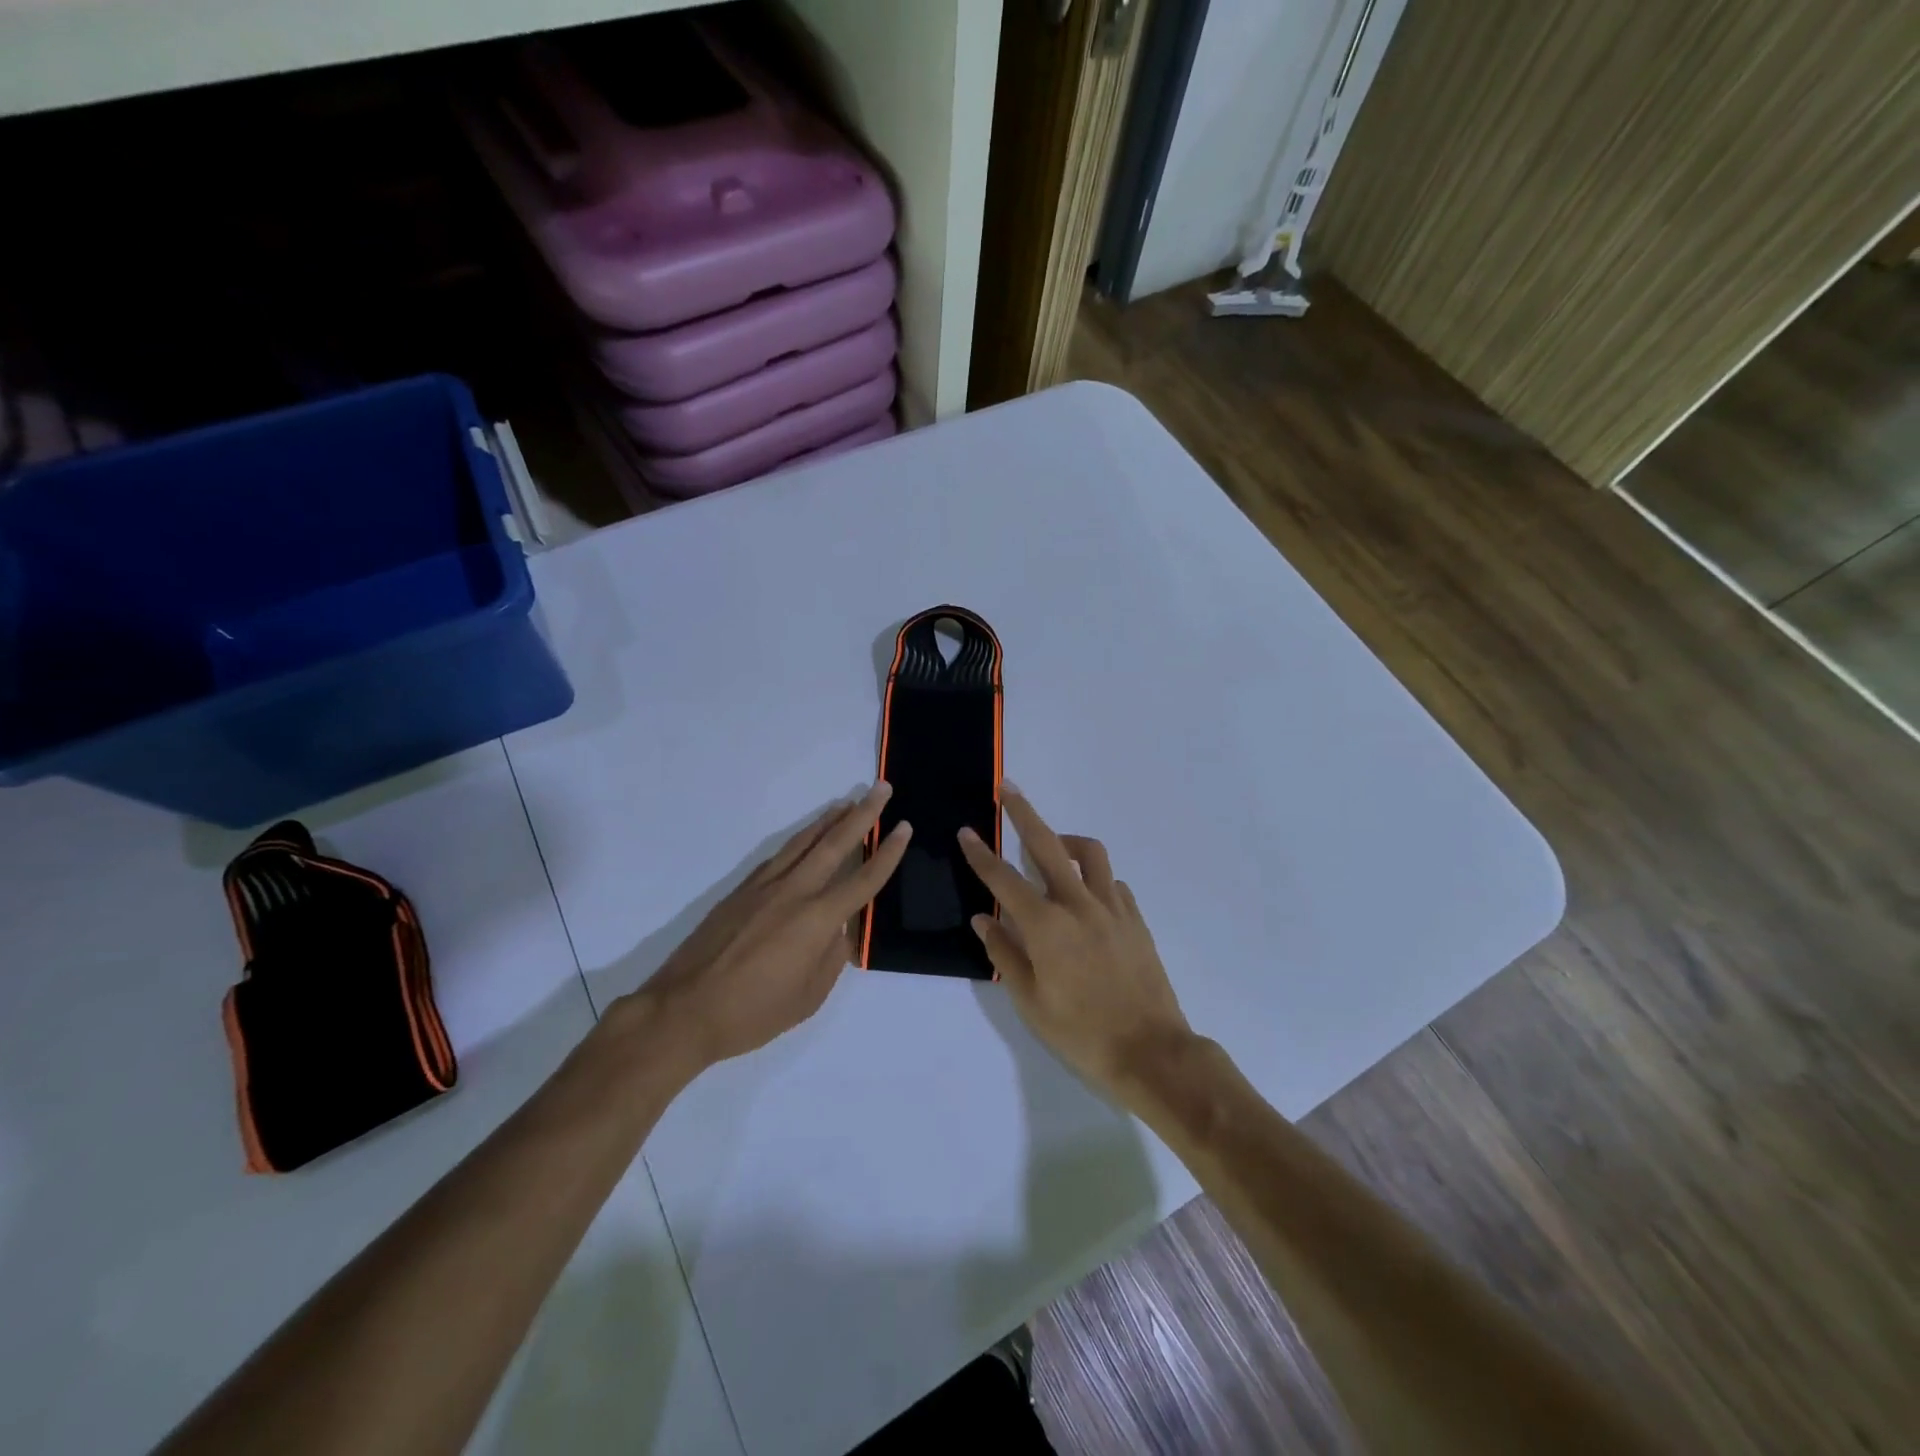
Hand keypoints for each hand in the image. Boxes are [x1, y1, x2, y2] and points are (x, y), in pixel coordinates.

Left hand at [626, 784, 911, 1071]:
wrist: (684, 1010)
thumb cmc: (753, 1013)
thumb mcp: (809, 997)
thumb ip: (831, 957)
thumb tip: (839, 929)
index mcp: (817, 920)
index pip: (863, 879)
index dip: (888, 853)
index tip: (904, 827)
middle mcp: (794, 892)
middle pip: (834, 844)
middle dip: (863, 814)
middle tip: (881, 789)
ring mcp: (764, 887)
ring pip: (803, 843)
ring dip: (828, 820)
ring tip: (847, 802)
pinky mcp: (741, 891)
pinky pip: (779, 856)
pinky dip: (799, 840)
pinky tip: (805, 838)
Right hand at [957, 784, 1192, 1102]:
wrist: (1151, 1051)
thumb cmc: (1081, 1032)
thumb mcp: (1030, 1001)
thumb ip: (1005, 953)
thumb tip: (984, 918)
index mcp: (1047, 925)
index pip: (1004, 879)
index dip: (981, 854)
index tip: (966, 831)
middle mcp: (1079, 904)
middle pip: (1047, 844)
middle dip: (1024, 813)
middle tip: (1008, 789)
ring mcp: (1112, 907)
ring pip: (1089, 853)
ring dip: (1066, 840)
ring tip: (1052, 845)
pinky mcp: (1135, 918)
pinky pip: (1111, 881)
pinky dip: (1093, 877)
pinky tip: (1085, 896)